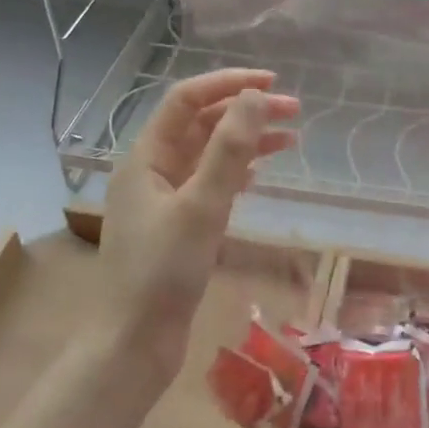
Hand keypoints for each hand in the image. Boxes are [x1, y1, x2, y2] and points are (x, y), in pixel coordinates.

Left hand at [102, 69, 298, 374]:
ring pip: (209, 154)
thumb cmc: (163, 272)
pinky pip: (210, 183)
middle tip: (294, 111)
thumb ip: (230, 150)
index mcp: (146, 157)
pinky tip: (260, 174)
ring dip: (247, 141)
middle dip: (245, 112)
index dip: (228, 84)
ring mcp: (164, 199)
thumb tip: (255, 97)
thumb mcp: (201, 206)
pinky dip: (237, 171)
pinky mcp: (177, 225)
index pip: (187, 100)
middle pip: (201, 124)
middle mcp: (152, 170)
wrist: (134, 343)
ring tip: (291, 139)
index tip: (272, 84)